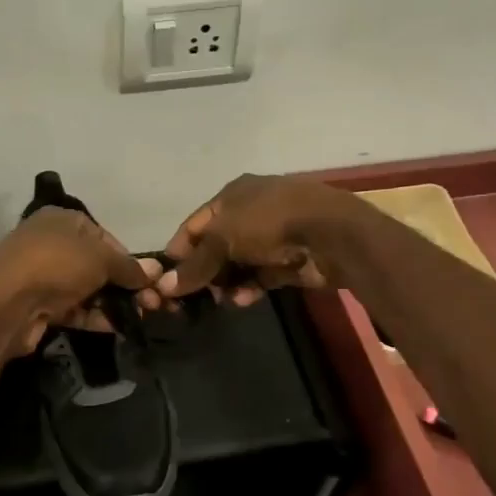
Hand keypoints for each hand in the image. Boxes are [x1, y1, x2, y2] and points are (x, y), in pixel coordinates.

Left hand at [0, 207, 159, 354]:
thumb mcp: (100, 259)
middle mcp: (49, 243)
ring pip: (85, 288)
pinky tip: (116, 327)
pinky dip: (93, 316)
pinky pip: (72, 308)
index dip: (127, 257)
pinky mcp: (37, 304)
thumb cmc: (56, 266)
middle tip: (150, 303)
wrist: (6, 305)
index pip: (103, 236)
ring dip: (112, 302)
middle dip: (123, 284)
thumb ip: (129, 266)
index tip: (146, 278)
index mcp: (60, 219)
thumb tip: (155, 272)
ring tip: (139, 317)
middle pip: (95, 264)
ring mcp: (41, 275)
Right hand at [152, 175, 354, 305]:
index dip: (179, 249)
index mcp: (232, 195)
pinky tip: (241, 301)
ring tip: (218, 301)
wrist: (330, 233)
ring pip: (239, 264)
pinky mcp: (289, 260)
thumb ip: (195, 265)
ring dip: (226, 283)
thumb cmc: (268, 223)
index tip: (165, 278)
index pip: (195, 223)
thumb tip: (164, 287)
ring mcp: (272, 236)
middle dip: (203, 271)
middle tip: (190, 296)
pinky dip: (250, 288)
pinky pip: (261, 277)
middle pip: (217, 245)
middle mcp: (250, 211)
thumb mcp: (222, 239)